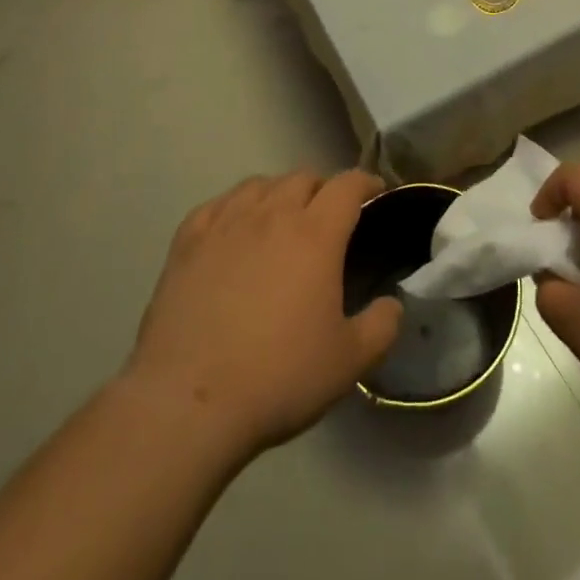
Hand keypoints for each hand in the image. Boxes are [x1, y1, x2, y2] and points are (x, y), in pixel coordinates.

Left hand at [121, 170, 402, 458]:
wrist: (188, 402)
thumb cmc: (277, 378)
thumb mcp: (348, 363)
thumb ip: (381, 326)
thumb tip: (392, 304)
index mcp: (316, 233)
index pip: (348, 184)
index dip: (366, 182)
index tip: (375, 192)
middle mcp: (272, 214)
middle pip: (303, 177)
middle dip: (322, 189)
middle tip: (328, 218)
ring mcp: (226, 223)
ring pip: (260, 184)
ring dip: (279, 193)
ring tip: (281, 219)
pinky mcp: (188, 242)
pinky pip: (217, 204)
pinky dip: (234, 207)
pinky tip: (233, 229)